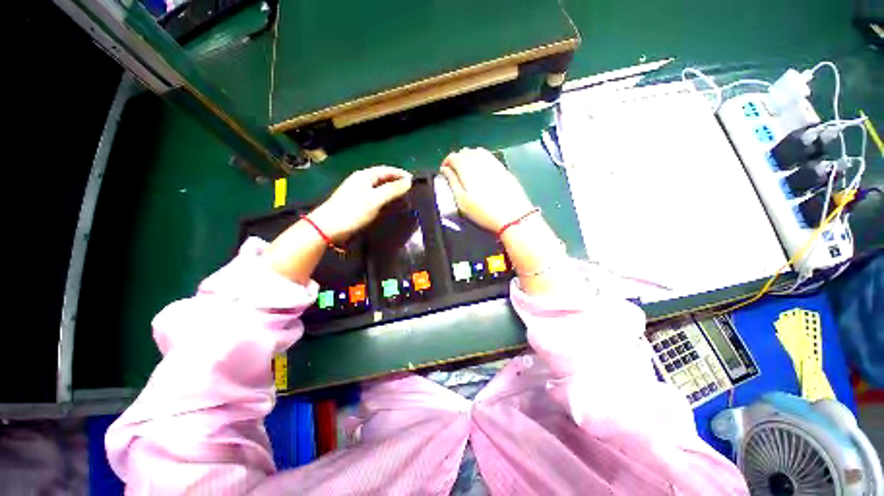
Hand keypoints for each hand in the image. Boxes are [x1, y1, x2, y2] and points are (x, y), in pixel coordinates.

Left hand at [309, 166, 412, 241]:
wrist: (328, 227)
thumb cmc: (352, 211)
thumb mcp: (375, 199)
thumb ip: (392, 190)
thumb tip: (409, 181)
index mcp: (364, 176)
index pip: (386, 170)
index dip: (400, 173)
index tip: (413, 180)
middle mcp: (360, 181)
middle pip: (382, 177)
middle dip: (396, 181)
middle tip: (410, 189)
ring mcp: (357, 192)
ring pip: (378, 187)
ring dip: (391, 190)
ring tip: (403, 196)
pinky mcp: (356, 203)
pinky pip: (375, 196)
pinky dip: (384, 198)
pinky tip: (389, 204)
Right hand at [440, 148, 533, 231]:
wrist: (512, 217)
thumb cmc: (482, 212)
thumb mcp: (461, 201)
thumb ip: (452, 182)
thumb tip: (445, 169)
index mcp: (467, 167)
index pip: (453, 156)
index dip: (446, 163)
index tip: (445, 173)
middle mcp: (480, 160)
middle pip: (465, 152)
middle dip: (457, 160)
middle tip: (455, 173)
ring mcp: (494, 163)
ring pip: (478, 152)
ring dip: (470, 158)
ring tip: (468, 172)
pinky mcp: (503, 168)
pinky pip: (489, 157)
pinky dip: (482, 160)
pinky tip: (482, 171)